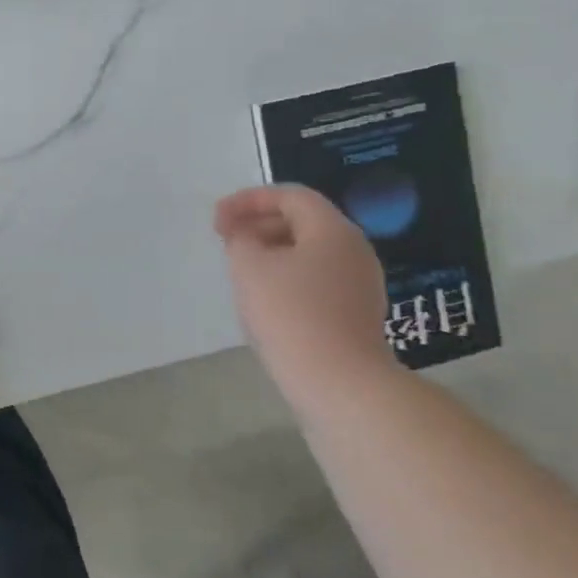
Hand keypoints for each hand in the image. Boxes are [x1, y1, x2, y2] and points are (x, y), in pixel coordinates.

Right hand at [215, 184, 393, 381]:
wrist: (338, 382)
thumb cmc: (290, 313)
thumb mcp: (248, 266)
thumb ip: (240, 239)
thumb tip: (245, 236)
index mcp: (332, 230)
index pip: (290, 196)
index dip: (248, 200)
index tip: (217, 220)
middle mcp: (354, 249)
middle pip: (303, 220)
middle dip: (259, 224)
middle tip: (226, 240)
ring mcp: (360, 283)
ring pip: (309, 251)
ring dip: (271, 250)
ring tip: (240, 268)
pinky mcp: (357, 312)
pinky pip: (318, 278)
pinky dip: (287, 275)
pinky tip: (265, 297)